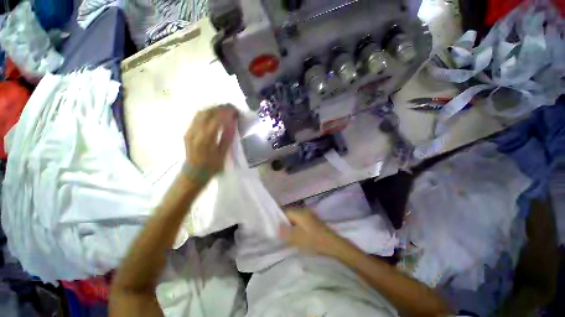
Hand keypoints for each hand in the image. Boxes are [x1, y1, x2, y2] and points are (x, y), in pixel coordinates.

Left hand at [184, 105, 238, 179]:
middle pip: (207, 112)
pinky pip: (197, 117)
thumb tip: (233, 123)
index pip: (217, 119)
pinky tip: (214, 116)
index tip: (236, 111)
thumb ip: (227, 137)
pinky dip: (207, 113)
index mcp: (206, 139)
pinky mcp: (187, 132)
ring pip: (200, 113)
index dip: (227, 112)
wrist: (193, 174)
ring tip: (224, 110)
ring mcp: (189, 131)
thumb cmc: (211, 167)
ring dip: (213, 109)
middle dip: (220, 107)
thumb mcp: (223, 154)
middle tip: (231, 108)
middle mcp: (195, 132)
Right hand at [279, 208, 351, 257]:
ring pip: (295, 219)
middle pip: (290, 215)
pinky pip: (301, 222)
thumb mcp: (297, 238)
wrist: (333, 244)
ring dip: (291, 226)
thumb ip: (285, 232)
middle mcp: (304, 211)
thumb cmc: (314, 240)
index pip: (284, 211)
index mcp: (299, 212)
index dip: (279, 219)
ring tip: (288, 236)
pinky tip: (298, 236)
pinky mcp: (313, 221)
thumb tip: (277, 227)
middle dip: (285, 223)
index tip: (275, 228)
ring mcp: (309, 216)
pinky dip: (297, 228)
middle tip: (281, 234)